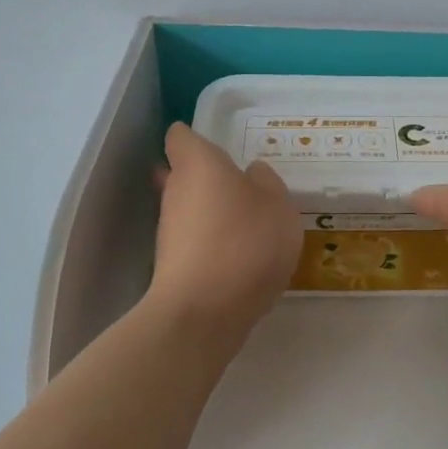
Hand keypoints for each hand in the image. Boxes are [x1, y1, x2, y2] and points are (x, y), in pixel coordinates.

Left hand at [149, 123, 301, 335]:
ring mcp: (169, 231)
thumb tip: (252, 173)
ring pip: (190, 210)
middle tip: (246, 189)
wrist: (204, 312)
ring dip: (214, 214)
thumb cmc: (245, 242)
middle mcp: (175, 191)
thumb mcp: (278, 206)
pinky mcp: (171, 265)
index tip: (218, 147)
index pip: (181, 137)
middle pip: (185, 175)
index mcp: (199, 164)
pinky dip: (213, 245)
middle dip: (210, 179)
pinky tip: (241, 260)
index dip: (195, 138)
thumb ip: (267, 184)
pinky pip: (195, 242)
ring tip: (251, 228)